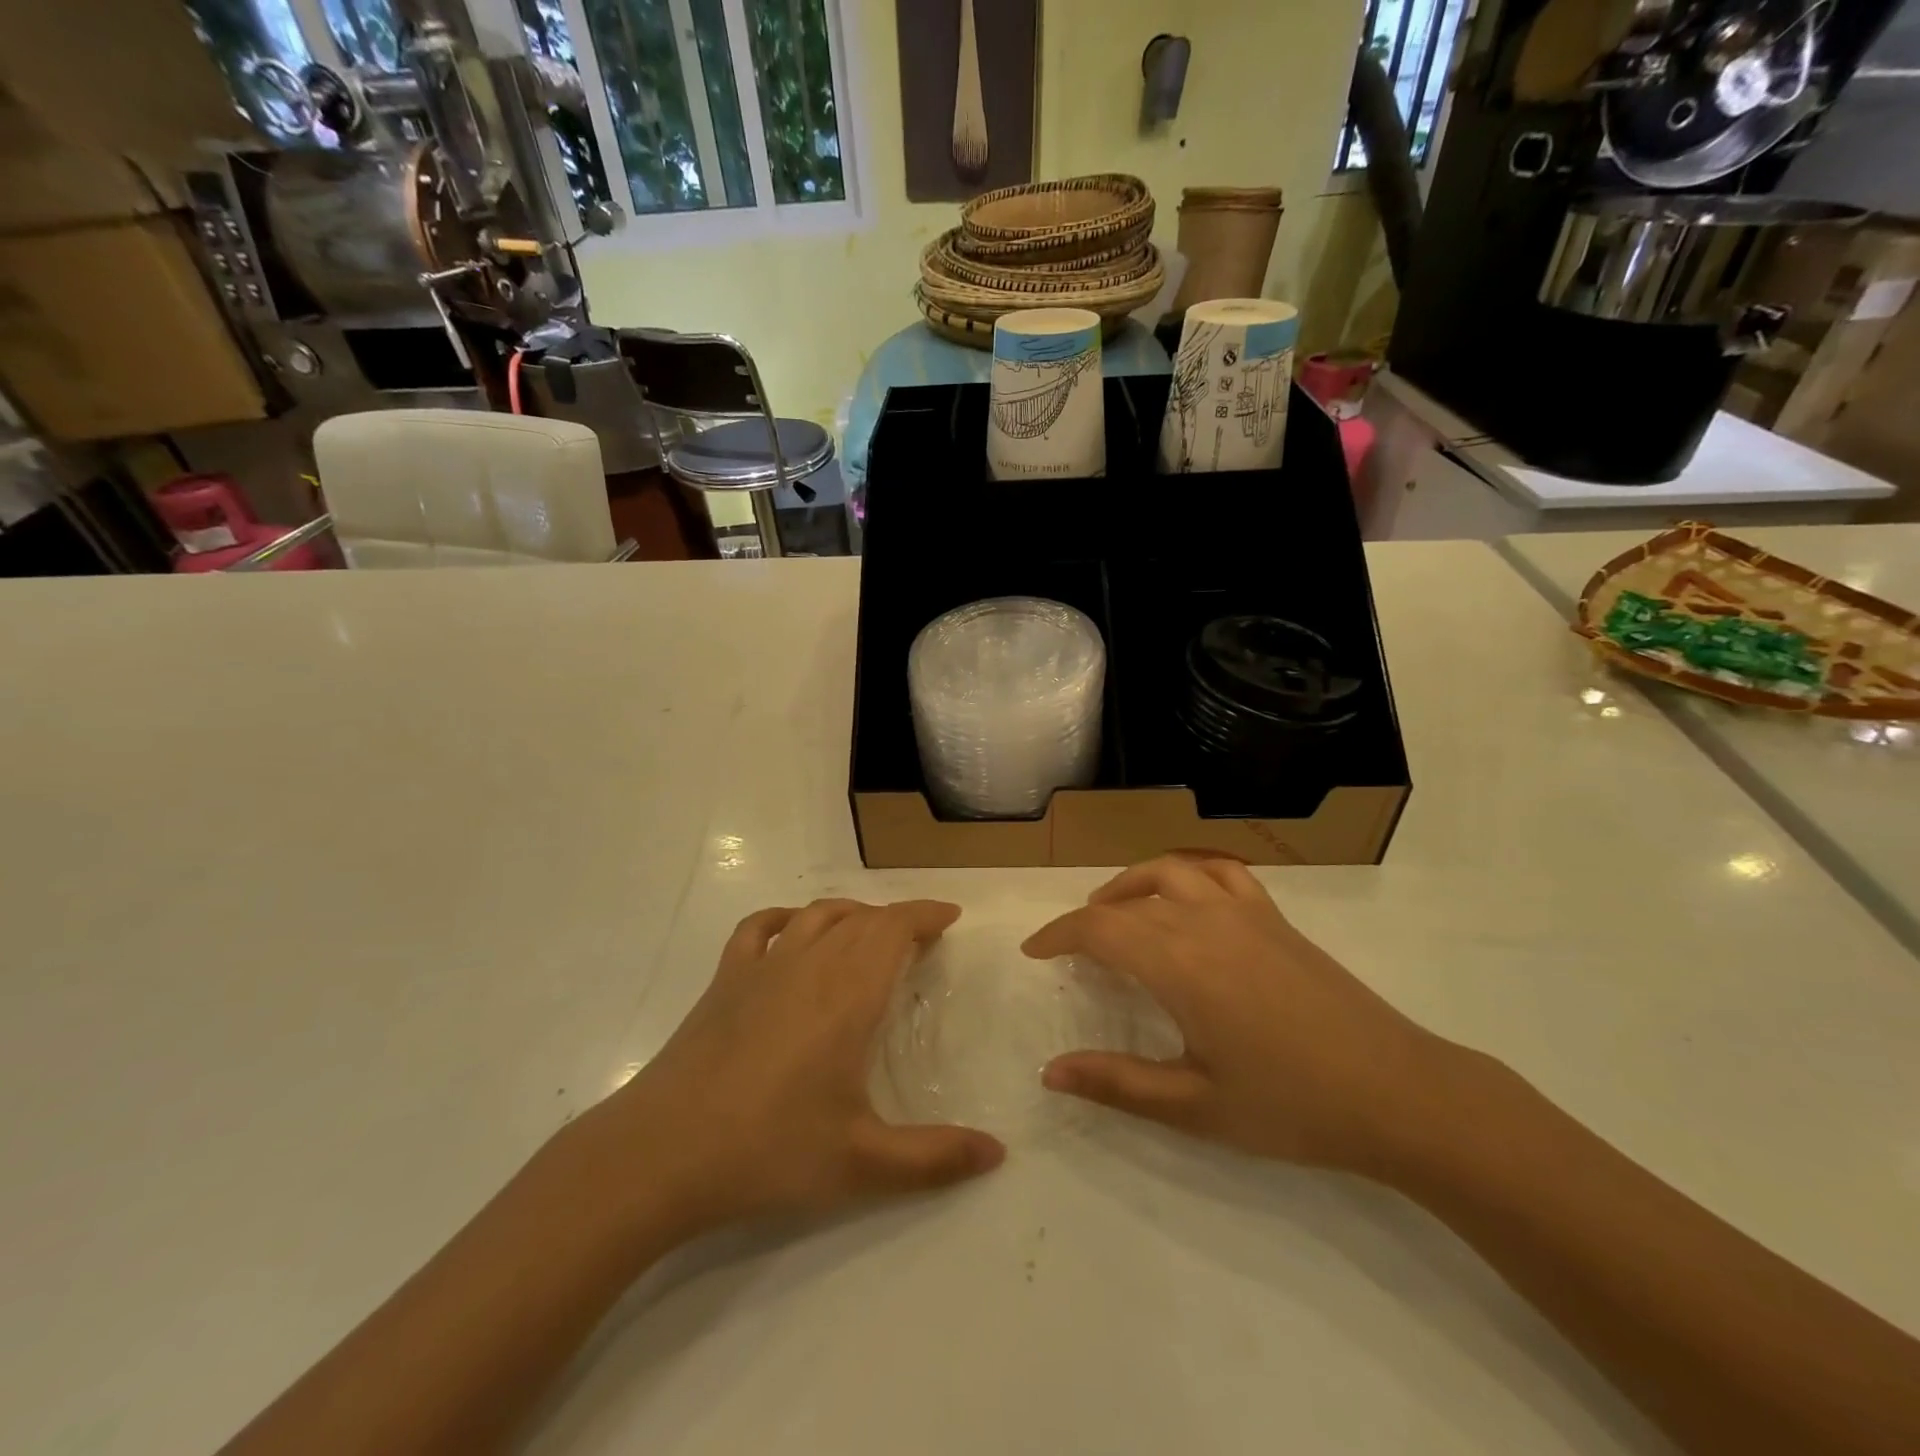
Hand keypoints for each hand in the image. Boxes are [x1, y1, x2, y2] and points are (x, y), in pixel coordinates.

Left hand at [583, 899, 1004, 1239]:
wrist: (661, 1153)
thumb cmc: (769, 1151)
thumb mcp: (862, 1164)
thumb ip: (935, 1159)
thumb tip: (998, 1153)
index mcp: (848, 994)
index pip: (894, 929)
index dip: (925, 915)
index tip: (950, 917)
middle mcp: (809, 965)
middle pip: (861, 919)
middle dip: (896, 920)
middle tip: (920, 940)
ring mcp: (761, 968)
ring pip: (816, 916)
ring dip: (851, 914)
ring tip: (869, 932)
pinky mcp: (724, 980)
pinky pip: (759, 928)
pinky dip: (785, 918)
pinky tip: (792, 931)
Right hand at [1022, 856, 1458, 1173]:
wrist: (1397, 1093)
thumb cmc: (1291, 1106)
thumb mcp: (1194, 1107)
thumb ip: (1117, 1084)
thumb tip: (1050, 1072)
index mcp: (1178, 963)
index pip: (1098, 928)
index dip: (1058, 934)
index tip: (1035, 951)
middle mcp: (1204, 922)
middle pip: (1126, 901)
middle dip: (1088, 918)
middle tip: (1069, 948)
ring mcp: (1244, 912)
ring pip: (1170, 871)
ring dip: (1130, 884)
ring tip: (1114, 911)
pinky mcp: (1275, 917)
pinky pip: (1221, 872)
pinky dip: (1189, 872)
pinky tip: (1185, 896)